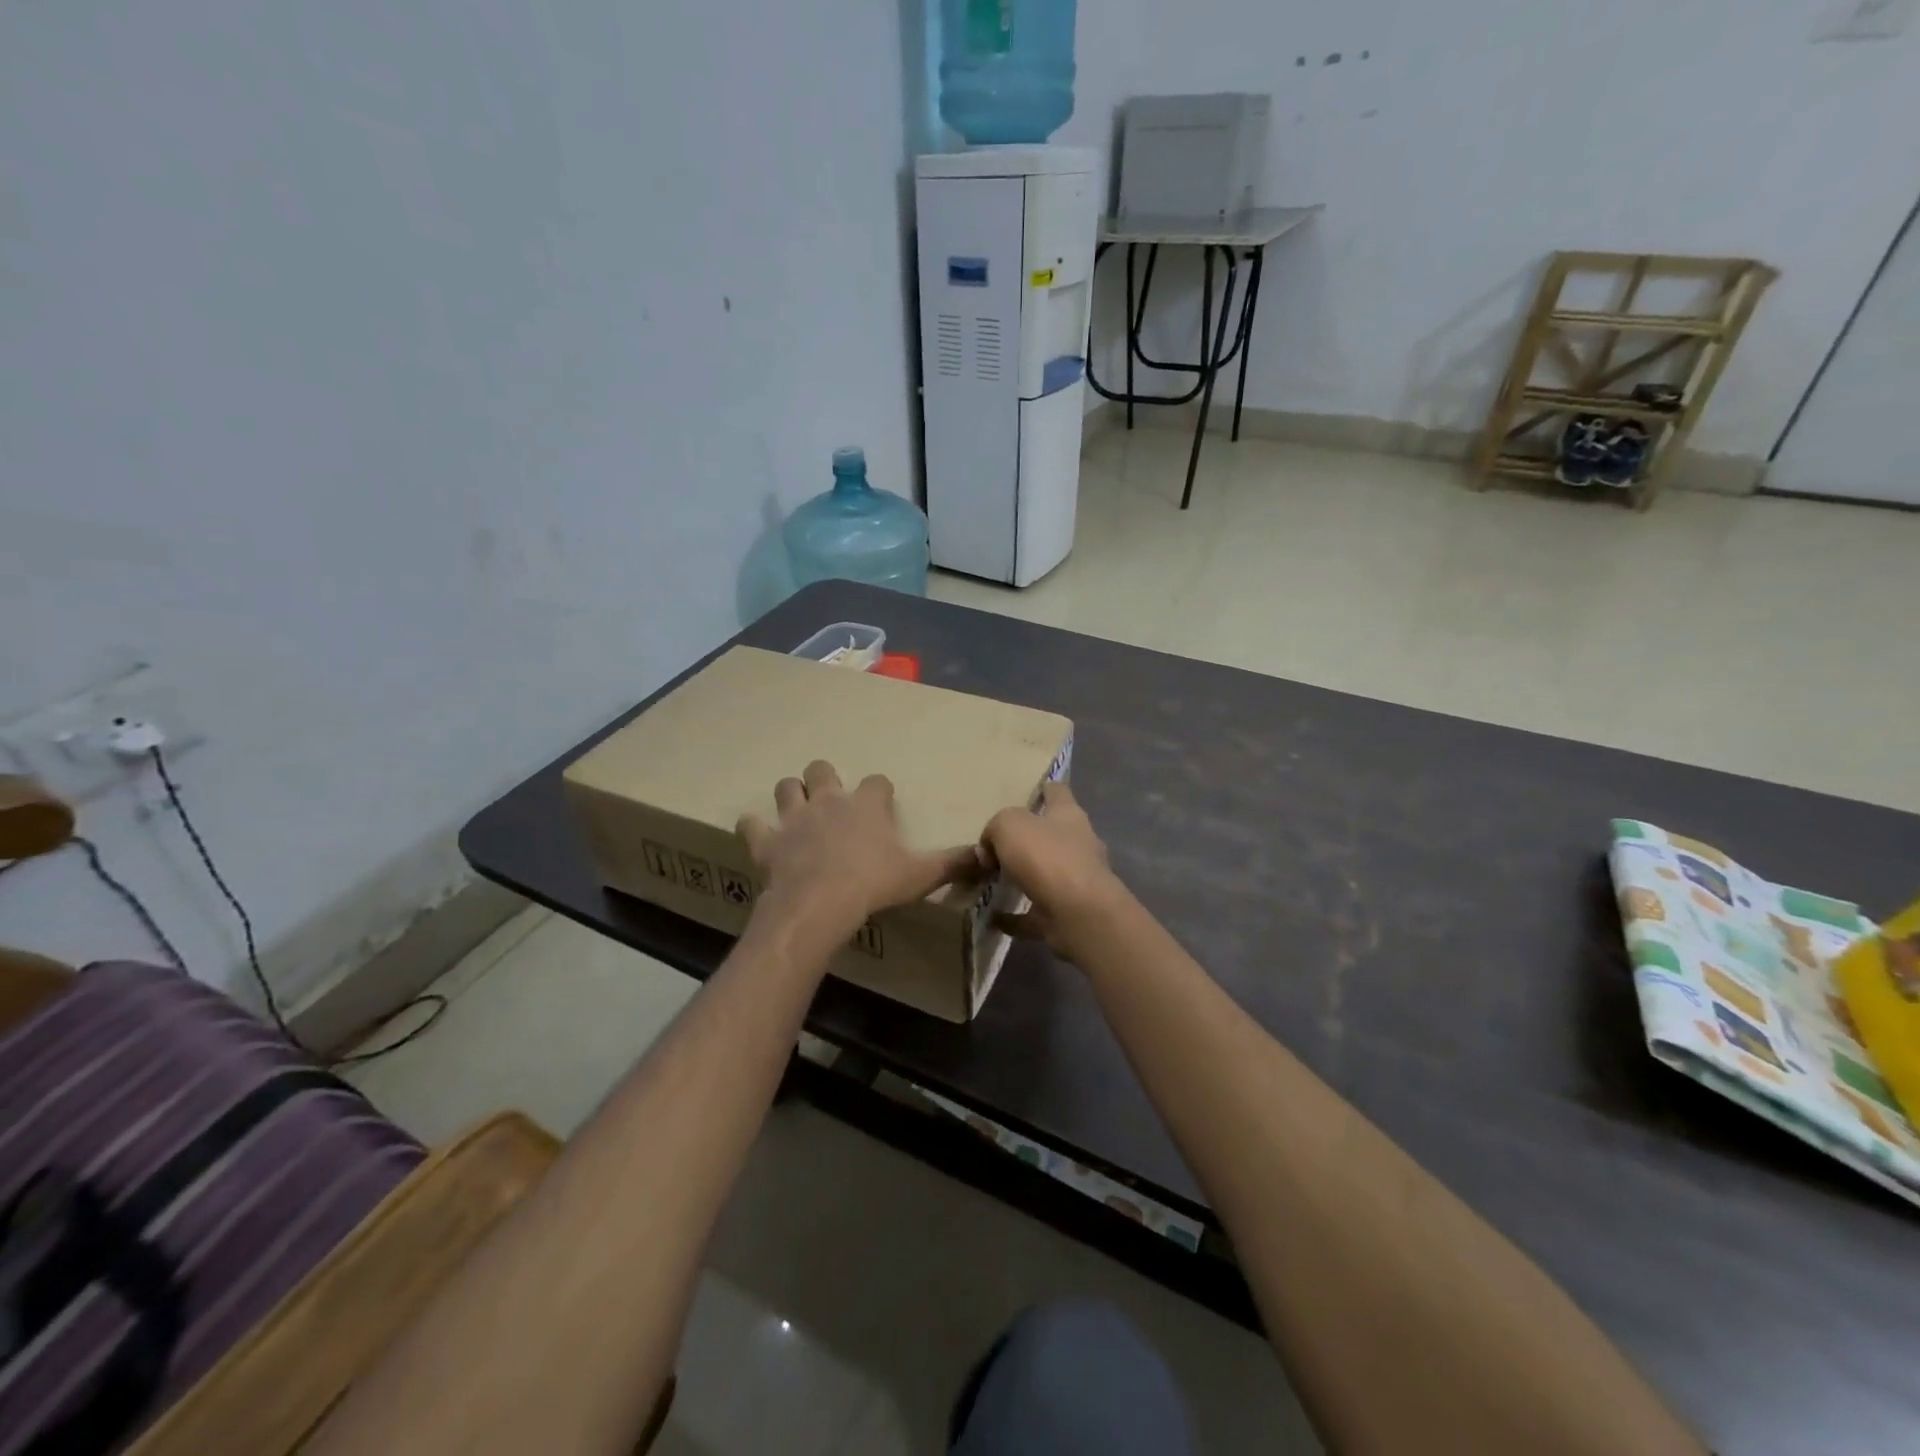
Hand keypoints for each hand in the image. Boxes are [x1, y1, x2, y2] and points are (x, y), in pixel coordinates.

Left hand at [737, 760, 981, 940]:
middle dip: (825, 778)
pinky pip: (752, 824)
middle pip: (822, 770)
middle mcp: (829, 801)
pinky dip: (754, 828)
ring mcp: (794, 818)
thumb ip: (954, 863)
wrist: (821, 903)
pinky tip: (758, 833)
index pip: (878, 781)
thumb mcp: (921, 874)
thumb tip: (988, 855)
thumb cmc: (874, 884)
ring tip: (797, 809)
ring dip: (791, 794)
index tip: (882, 802)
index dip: (880, 790)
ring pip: (786, 787)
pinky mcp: (768, 841)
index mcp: (866, 805)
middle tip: (832, 798)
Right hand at [981, 782, 1127, 959]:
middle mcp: (1078, 844)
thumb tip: (990, 848)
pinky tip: (994, 918)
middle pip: (1053, 834)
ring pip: (1045, 874)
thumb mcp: (1009, 826)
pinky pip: (1036, 913)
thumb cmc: (1047, 856)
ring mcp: (1077, 881)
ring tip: (992, 881)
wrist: (1079, 913)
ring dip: (1023, 877)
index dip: (1044, 789)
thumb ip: (995, 828)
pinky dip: (1016, 916)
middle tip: (996, 845)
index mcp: (1068, 815)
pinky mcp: (1069, 914)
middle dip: (1029, 838)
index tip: (1028, 793)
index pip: (1058, 792)